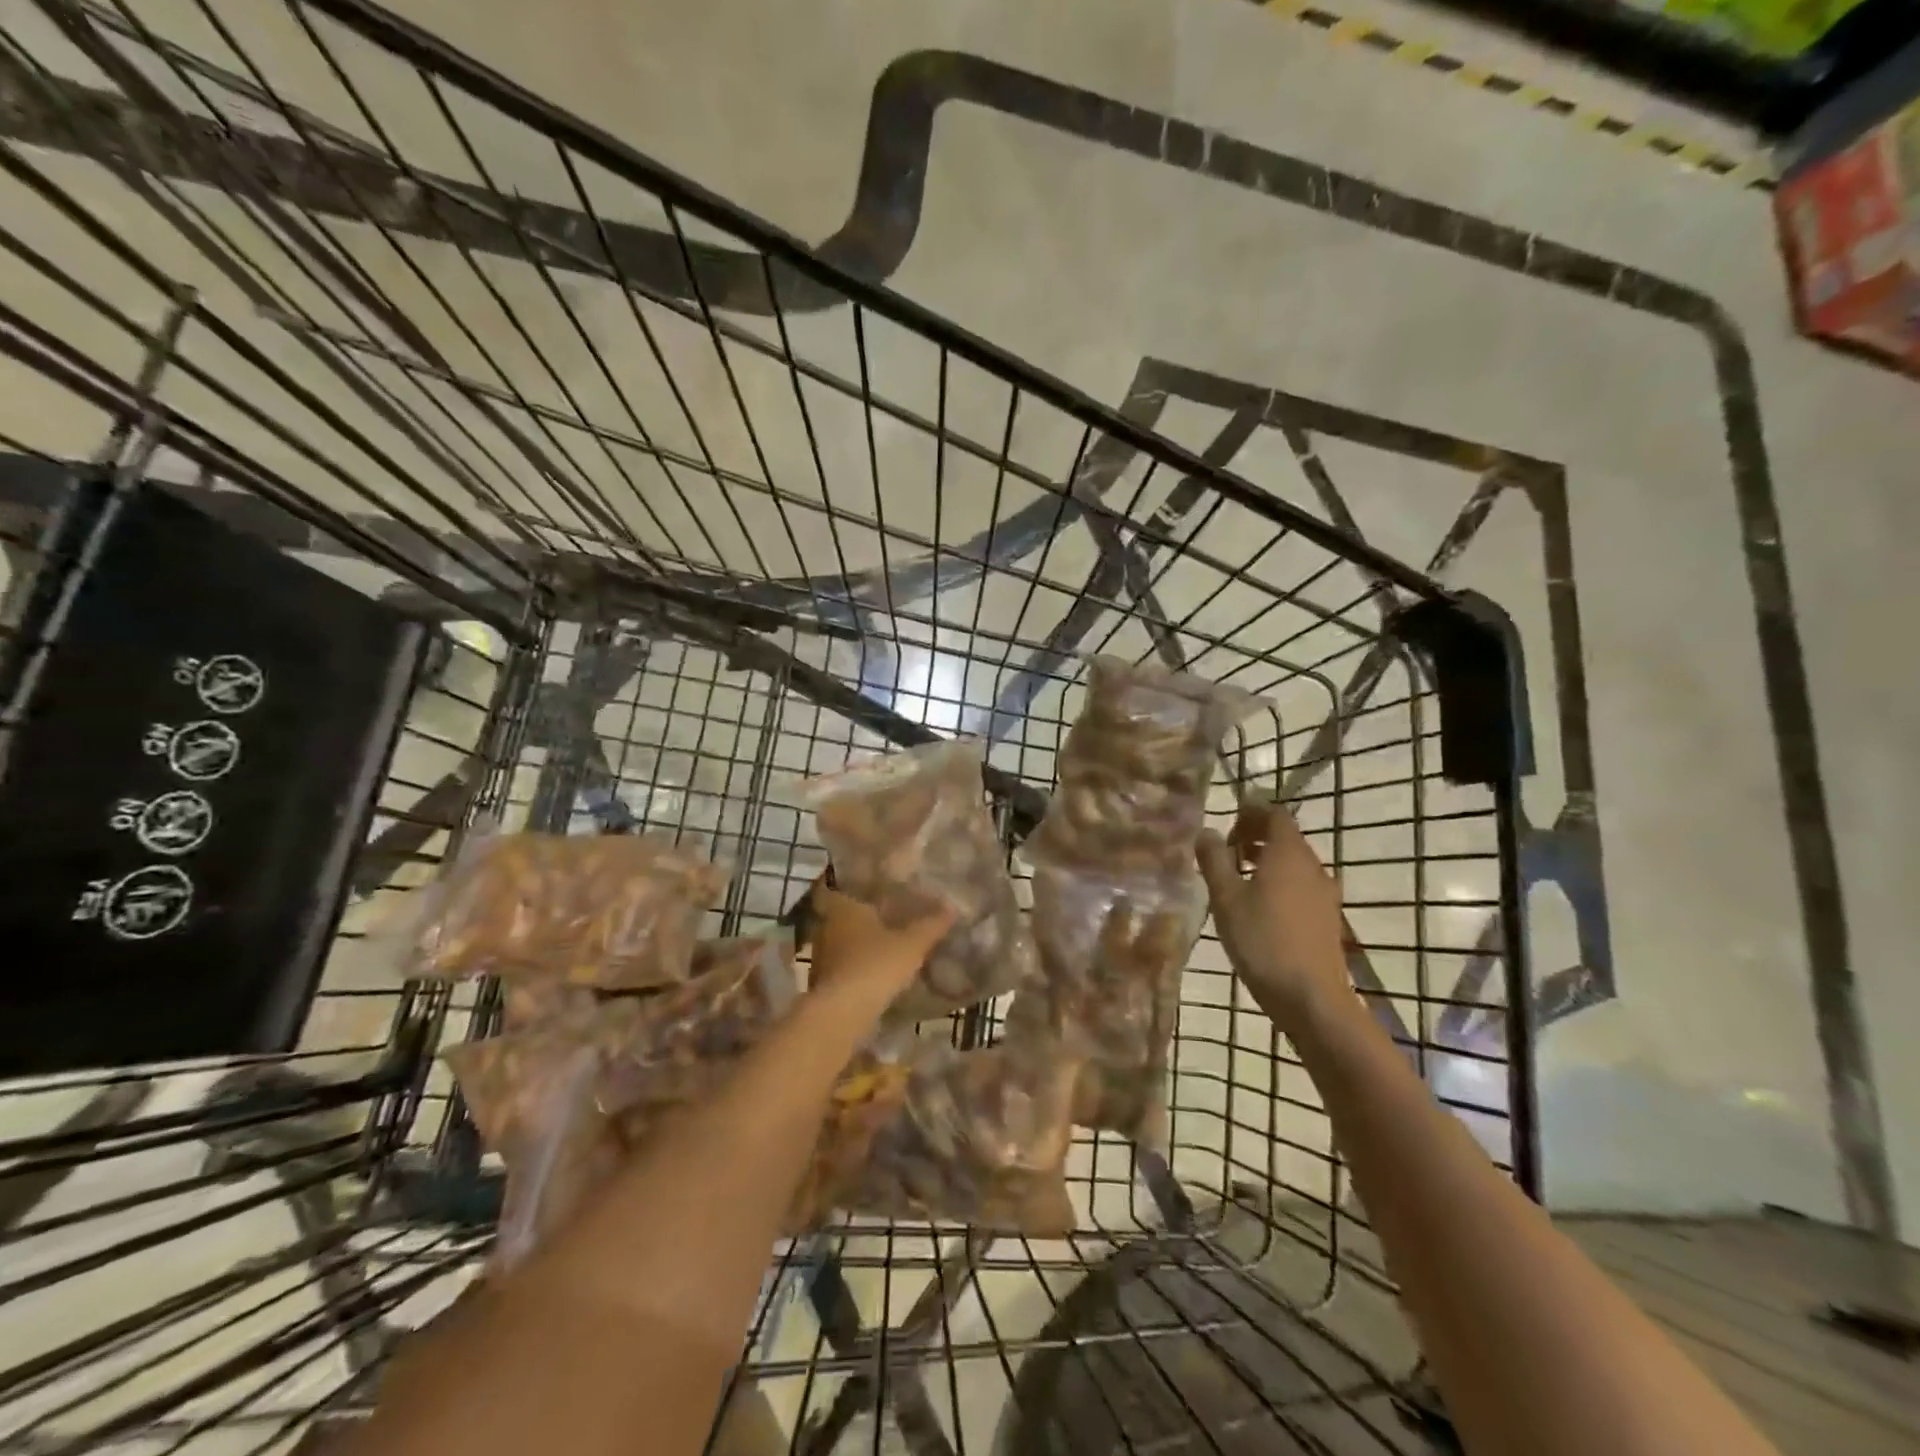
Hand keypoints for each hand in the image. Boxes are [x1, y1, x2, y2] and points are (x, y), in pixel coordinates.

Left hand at [804, 880, 953, 1002]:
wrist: (844, 1012)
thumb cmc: (876, 964)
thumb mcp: (912, 944)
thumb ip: (931, 925)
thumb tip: (952, 907)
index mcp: (844, 906)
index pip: (843, 887)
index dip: (857, 887)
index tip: (875, 890)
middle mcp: (826, 926)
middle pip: (843, 915)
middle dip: (862, 918)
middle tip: (888, 917)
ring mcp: (821, 955)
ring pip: (842, 942)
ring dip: (859, 944)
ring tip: (885, 946)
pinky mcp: (822, 981)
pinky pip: (842, 965)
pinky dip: (856, 967)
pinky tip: (875, 973)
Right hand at [1196, 803, 1352, 1019]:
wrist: (1310, 997)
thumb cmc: (1262, 940)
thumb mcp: (1226, 898)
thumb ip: (1214, 860)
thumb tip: (1207, 832)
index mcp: (1288, 853)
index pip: (1275, 814)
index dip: (1252, 811)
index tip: (1228, 820)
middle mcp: (1312, 866)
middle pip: (1286, 837)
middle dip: (1256, 836)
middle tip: (1225, 850)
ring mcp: (1324, 893)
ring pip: (1293, 863)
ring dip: (1266, 860)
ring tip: (1237, 878)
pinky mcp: (1326, 918)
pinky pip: (1300, 885)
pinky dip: (1279, 882)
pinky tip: (1259, 906)